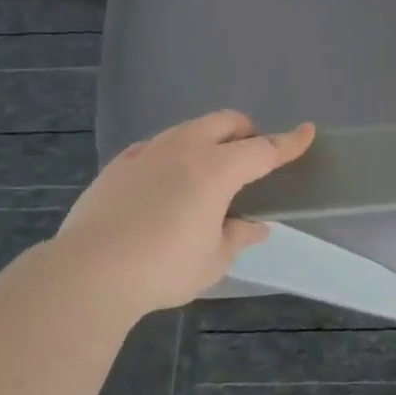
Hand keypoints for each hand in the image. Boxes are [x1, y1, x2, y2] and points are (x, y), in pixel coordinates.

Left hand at [56, 111, 314, 315]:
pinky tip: (167, 183)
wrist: (88, 273)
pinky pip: (158, 145)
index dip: (289, 142)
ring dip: (210, 140)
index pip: (263, 149)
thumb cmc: (162, 268)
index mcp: (216, 170)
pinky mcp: (119, 164)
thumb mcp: (213, 260)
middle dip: (247, 132)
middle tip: (251, 159)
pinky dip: (175, 154)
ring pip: (190, 128)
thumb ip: (238, 236)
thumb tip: (254, 226)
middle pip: (226, 122)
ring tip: (208, 174)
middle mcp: (184, 149)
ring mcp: (148, 152)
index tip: (307, 132)